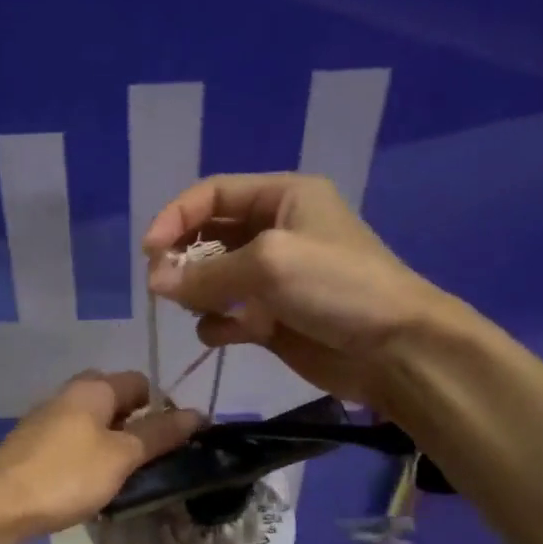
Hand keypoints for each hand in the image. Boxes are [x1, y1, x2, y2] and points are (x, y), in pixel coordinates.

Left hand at [0, 371, 200, 540]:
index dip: (162, 408)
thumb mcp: (121, 456)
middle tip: (150, 462)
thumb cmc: (67, 475)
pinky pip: (74, 443)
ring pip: (94, 425)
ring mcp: (47, 419)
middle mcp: (68, 394)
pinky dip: (89, 457)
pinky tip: (92, 485)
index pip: (140, 383)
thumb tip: (196, 413)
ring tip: (126, 478)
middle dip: (137, 428)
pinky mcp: (33, 445)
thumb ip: (159, 434)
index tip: (174, 442)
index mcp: (93, 387)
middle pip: (116, 402)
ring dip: (113, 446)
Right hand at [143, 173, 451, 407]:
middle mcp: (275, 232)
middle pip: (208, 236)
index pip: (212, 194)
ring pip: (212, 280)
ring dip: (197, 295)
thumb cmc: (337, 287)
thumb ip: (207, 273)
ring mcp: (272, 279)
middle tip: (161, 288)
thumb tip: (154, 284)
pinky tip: (225, 335)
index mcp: (283, 197)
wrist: (393, 349)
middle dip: (183, 260)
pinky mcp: (271, 319)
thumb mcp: (269, 263)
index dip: (175, 217)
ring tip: (198, 310)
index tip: (149, 251)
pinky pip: (227, 316)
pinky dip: (218, 325)